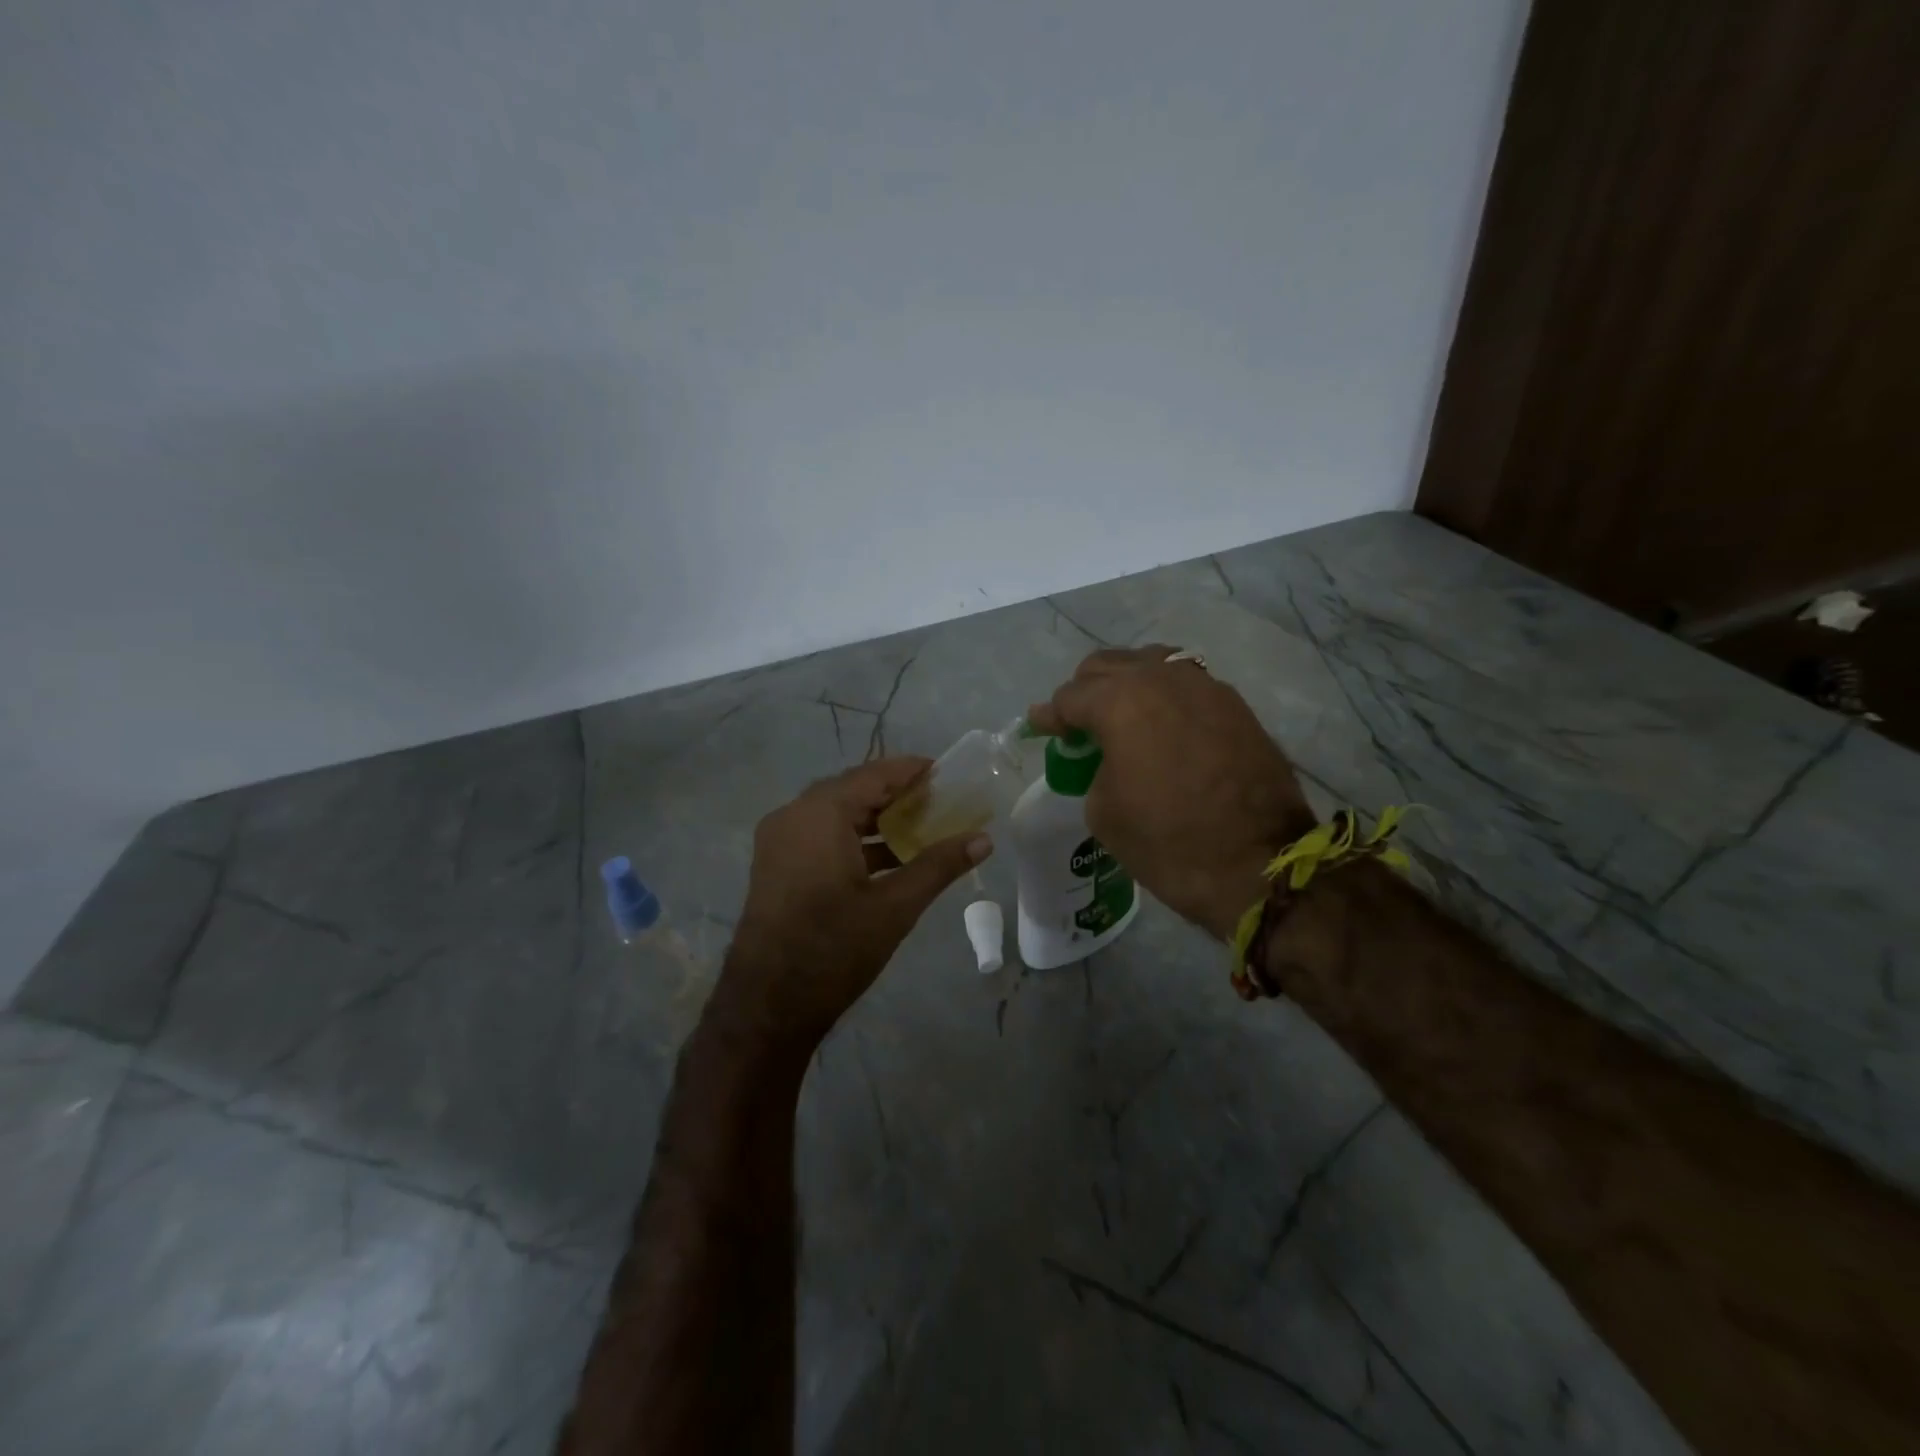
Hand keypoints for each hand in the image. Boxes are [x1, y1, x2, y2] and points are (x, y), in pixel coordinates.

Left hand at [712, 758, 991, 1054]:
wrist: (767, 1005)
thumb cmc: (834, 948)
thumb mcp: (895, 906)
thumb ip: (939, 866)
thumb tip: (984, 840)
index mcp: (820, 814)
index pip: (874, 775)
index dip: (912, 771)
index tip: (948, 773)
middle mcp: (793, 816)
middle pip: (853, 790)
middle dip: (897, 794)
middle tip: (940, 802)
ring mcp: (779, 841)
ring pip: (836, 814)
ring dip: (876, 819)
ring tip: (921, 828)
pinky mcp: (776, 865)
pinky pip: (820, 835)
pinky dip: (854, 839)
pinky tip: (888, 859)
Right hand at [1028, 646, 1314, 940]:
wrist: (1258, 865)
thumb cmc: (1168, 842)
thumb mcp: (1104, 812)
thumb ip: (1094, 768)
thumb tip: (1108, 756)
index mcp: (1120, 702)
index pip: (1071, 696)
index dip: (1050, 715)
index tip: (1040, 726)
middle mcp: (1161, 679)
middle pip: (1108, 665)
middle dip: (1085, 691)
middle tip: (1078, 723)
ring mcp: (1204, 687)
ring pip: (1151, 664)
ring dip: (1127, 684)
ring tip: (1121, 716)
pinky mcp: (1235, 705)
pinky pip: (1186, 684)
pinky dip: (1164, 696)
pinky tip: (1162, 723)